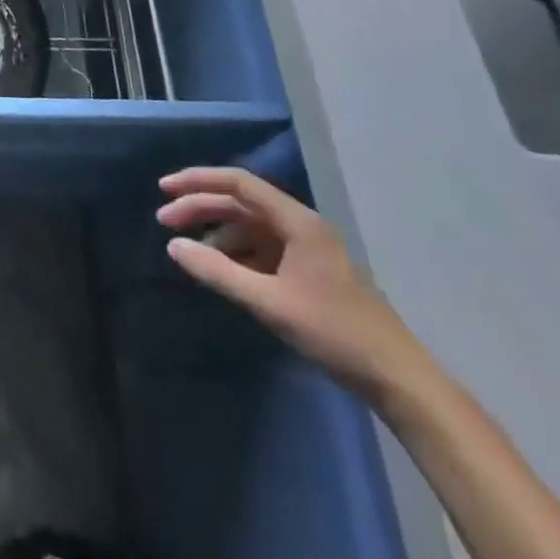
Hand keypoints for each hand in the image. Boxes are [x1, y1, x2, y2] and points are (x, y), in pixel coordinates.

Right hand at [157, 167, 425, 398]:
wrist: (395, 377)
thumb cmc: (333, 332)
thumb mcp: (269, 301)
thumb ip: (218, 272)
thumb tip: (173, 246)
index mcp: (297, 221)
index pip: (239, 184)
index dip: (198, 181)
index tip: (164, 189)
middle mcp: (301, 225)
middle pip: (241, 203)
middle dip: (201, 208)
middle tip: (164, 222)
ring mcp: (307, 248)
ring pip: (250, 227)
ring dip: (217, 233)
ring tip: (189, 252)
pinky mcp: (309, 271)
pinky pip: (263, 249)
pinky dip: (236, 253)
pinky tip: (220, 270)